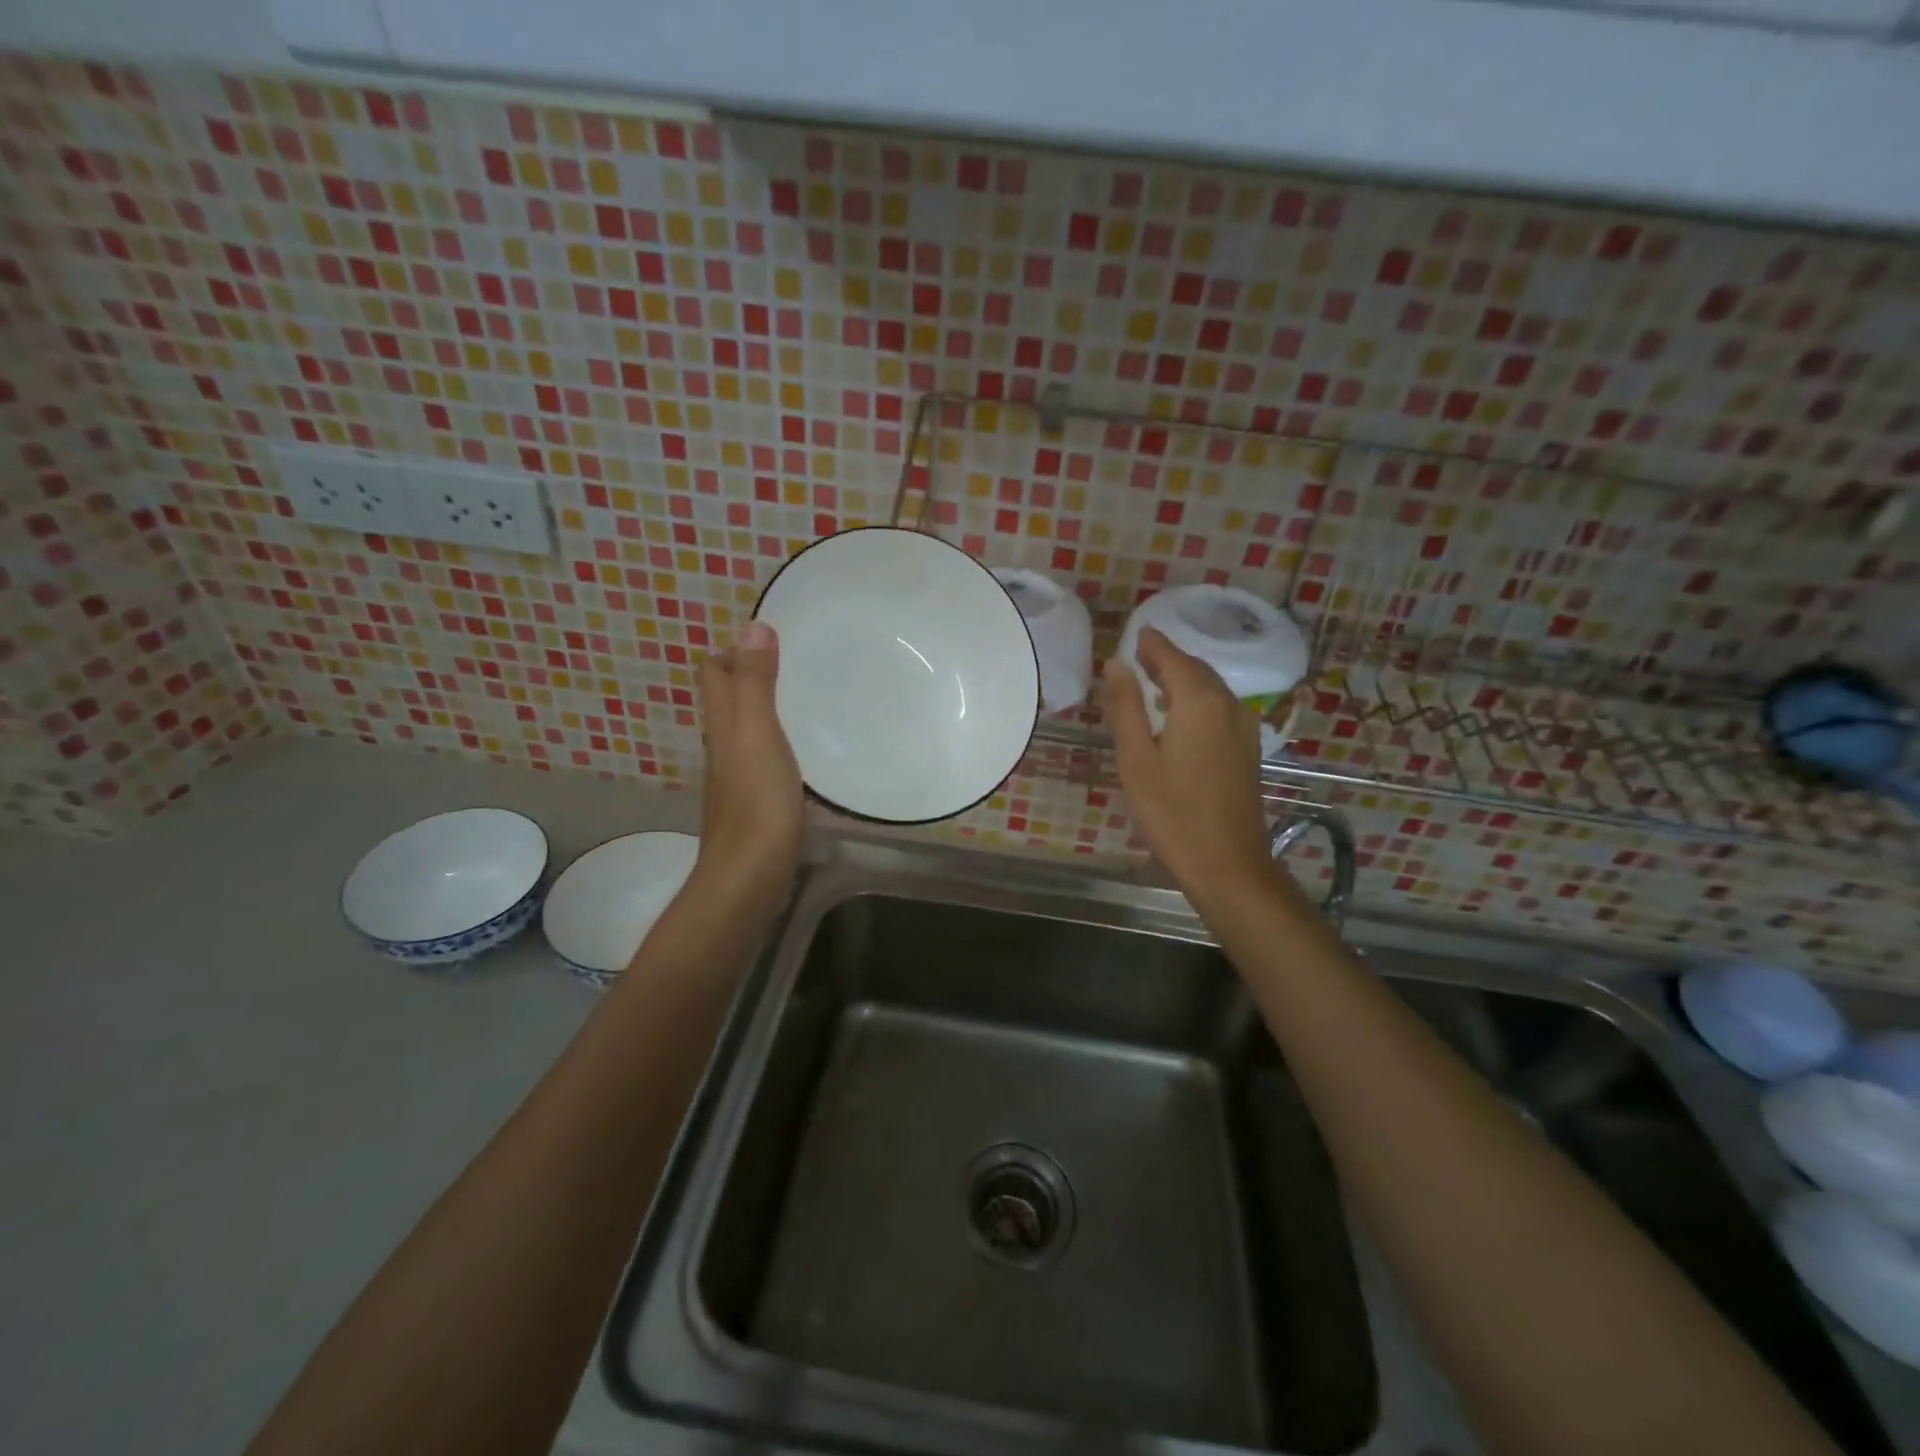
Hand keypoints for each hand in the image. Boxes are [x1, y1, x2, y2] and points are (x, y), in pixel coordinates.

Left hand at [694, 621, 803, 896]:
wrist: (749, 875)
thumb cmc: (756, 800)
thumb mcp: (758, 733)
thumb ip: (756, 683)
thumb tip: (752, 626)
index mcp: (722, 725)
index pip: (713, 673)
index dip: (731, 651)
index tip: (767, 642)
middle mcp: (722, 746)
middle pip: (725, 700)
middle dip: (748, 676)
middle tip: (790, 664)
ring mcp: (735, 778)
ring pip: (742, 730)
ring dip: (762, 710)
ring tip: (801, 700)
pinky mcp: (753, 803)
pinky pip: (759, 759)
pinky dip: (774, 744)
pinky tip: (800, 752)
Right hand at [1103, 627, 1274, 893]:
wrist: (1227, 863)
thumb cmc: (1172, 812)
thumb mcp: (1136, 759)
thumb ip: (1125, 707)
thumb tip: (1116, 663)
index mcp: (1199, 702)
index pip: (1172, 657)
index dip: (1151, 644)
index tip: (1135, 634)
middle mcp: (1228, 704)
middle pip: (1195, 669)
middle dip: (1166, 659)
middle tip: (1137, 657)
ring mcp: (1244, 726)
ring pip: (1211, 688)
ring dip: (1182, 679)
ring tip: (1151, 682)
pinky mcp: (1248, 747)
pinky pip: (1220, 707)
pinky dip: (1197, 699)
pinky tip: (1178, 716)